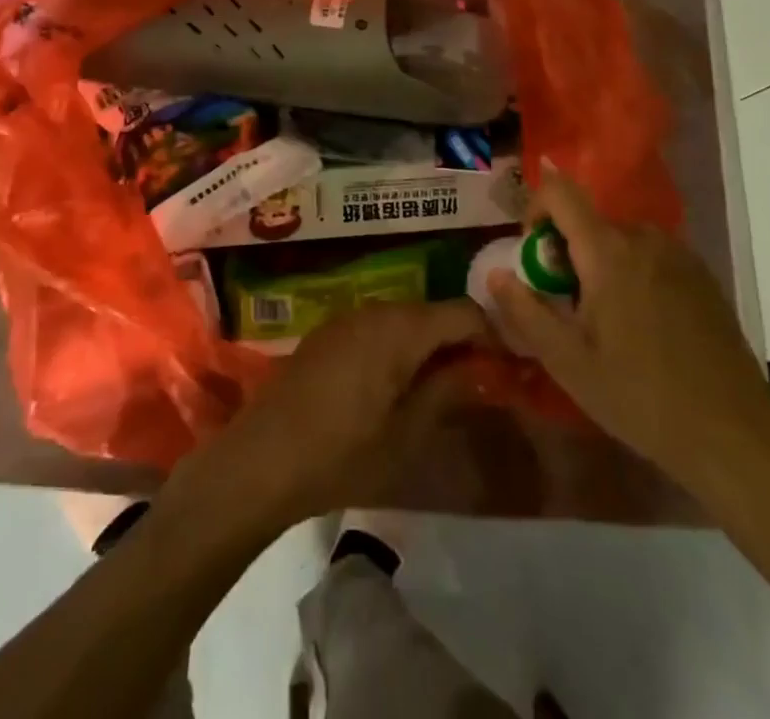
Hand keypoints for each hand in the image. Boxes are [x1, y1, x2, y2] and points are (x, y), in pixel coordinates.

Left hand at [167, 300, 488, 534]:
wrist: (260, 460)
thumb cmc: (341, 453)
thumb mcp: (406, 433)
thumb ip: (447, 391)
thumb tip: (480, 367)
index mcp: (400, 327)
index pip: (463, 311)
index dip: (492, 335)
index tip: (509, 368)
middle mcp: (375, 309)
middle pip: (433, 312)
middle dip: (460, 341)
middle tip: (481, 382)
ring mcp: (347, 318)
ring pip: (405, 320)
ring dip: (429, 345)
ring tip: (444, 387)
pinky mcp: (328, 333)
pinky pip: (377, 328)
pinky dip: (399, 347)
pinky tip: (398, 385)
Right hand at [487, 171, 769, 510]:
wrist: (735, 435)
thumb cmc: (641, 397)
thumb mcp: (568, 362)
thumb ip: (525, 311)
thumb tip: (495, 273)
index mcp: (608, 251)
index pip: (560, 192)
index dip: (535, 208)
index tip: (532, 255)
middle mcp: (644, 238)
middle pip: (589, 219)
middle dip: (565, 250)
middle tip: (565, 304)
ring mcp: (679, 254)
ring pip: (620, 238)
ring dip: (598, 262)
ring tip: (603, 320)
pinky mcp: (702, 275)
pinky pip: (650, 255)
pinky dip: (631, 272)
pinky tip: (642, 327)